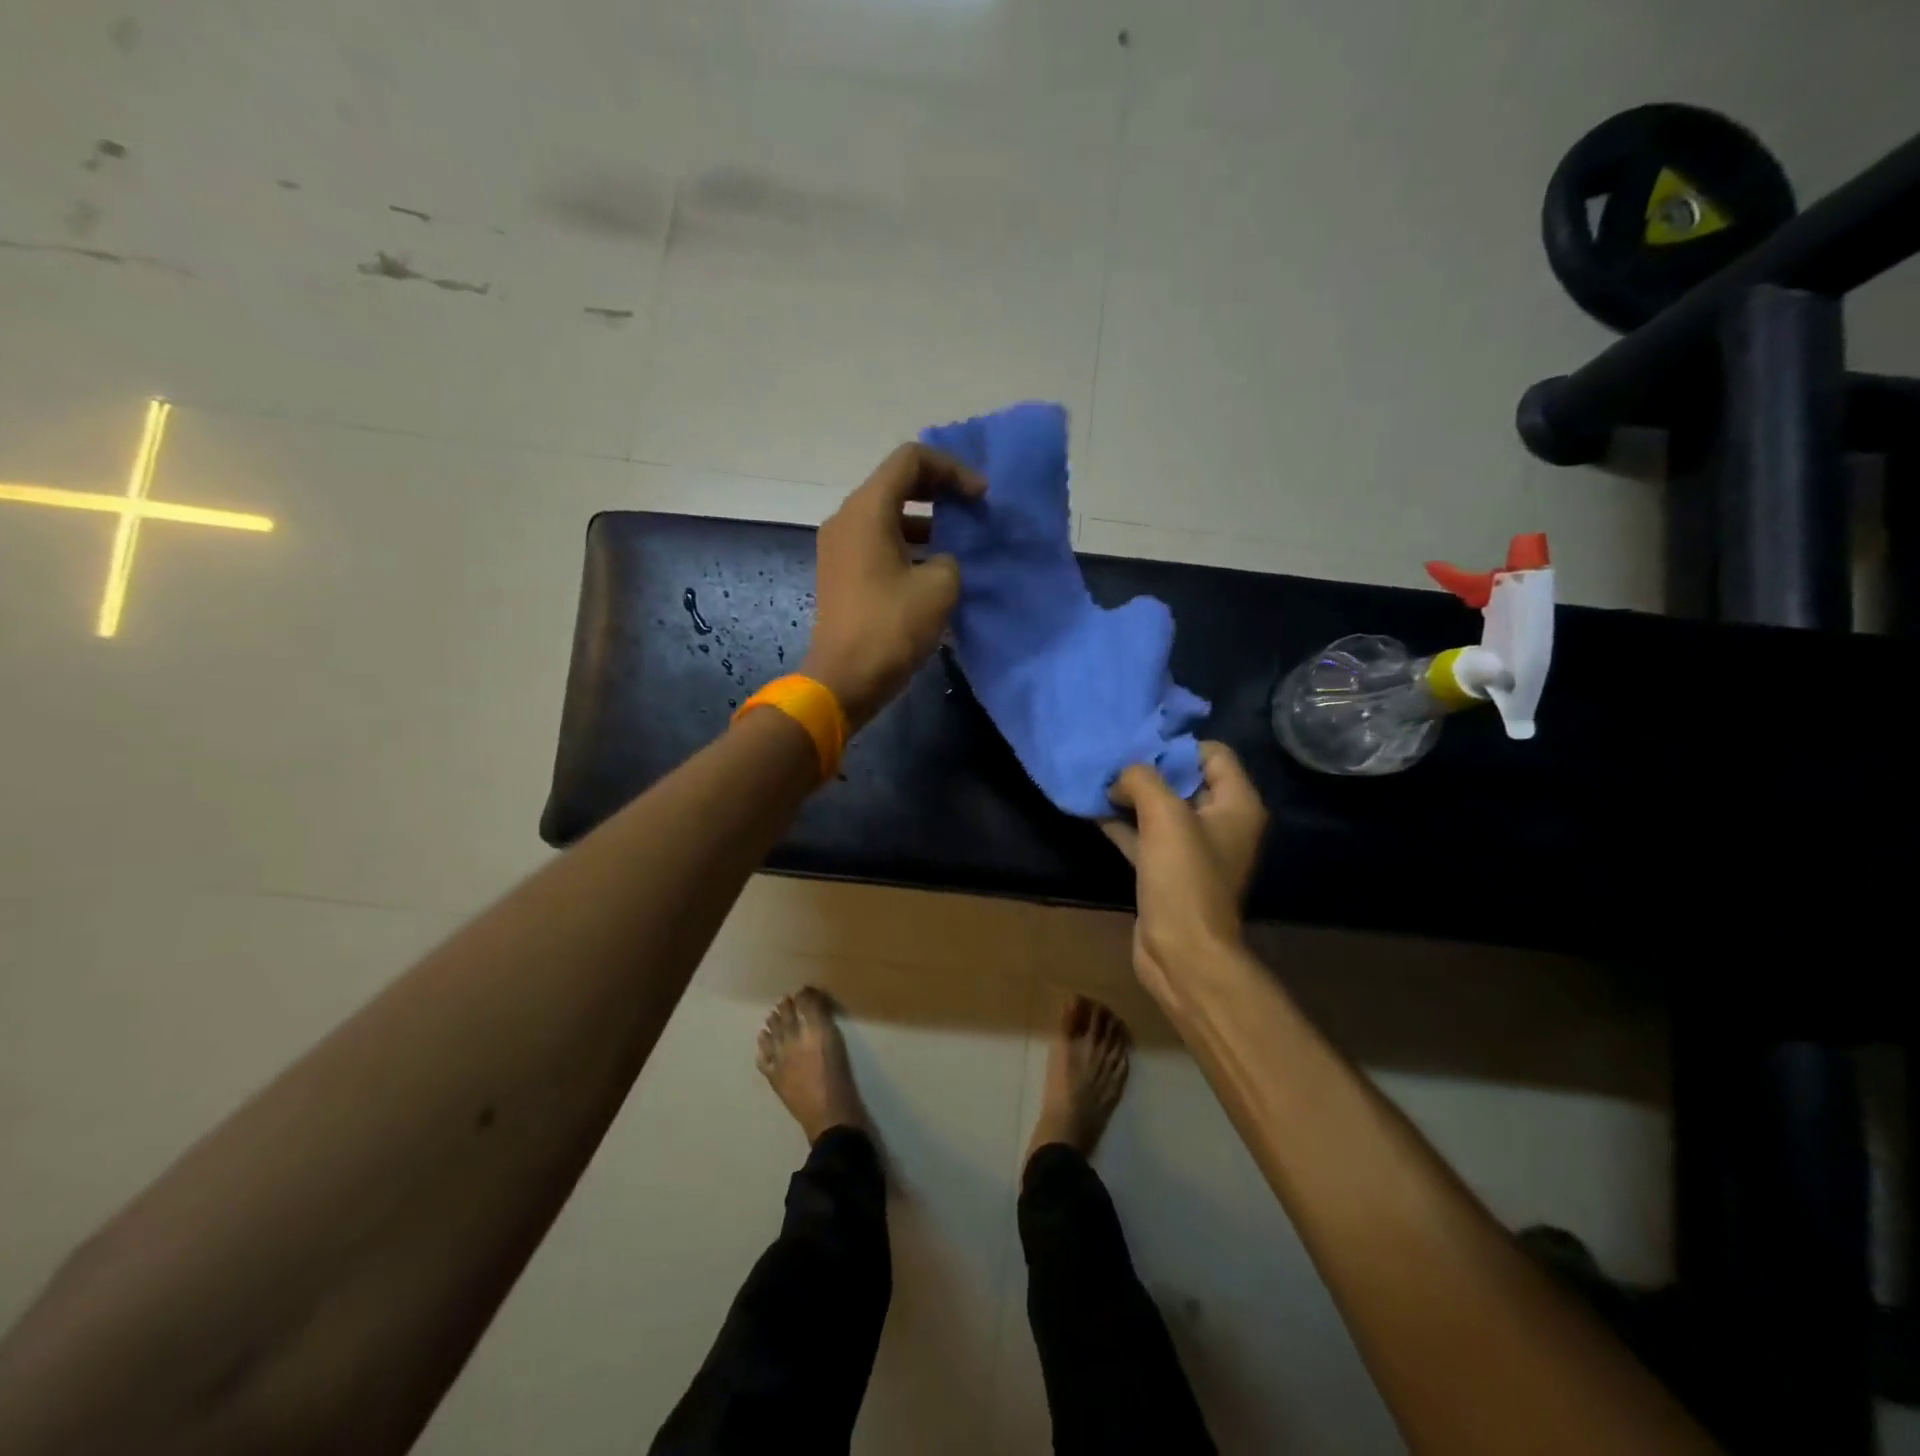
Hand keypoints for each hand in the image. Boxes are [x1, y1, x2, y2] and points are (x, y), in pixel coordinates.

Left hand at [801, 443, 984, 729]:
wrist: (844, 679)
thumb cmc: (891, 628)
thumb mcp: (939, 587)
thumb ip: (949, 558)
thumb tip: (940, 561)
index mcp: (867, 509)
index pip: (911, 460)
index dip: (952, 469)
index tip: (980, 497)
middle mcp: (847, 518)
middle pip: (896, 482)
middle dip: (939, 489)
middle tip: (972, 509)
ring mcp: (839, 546)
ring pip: (886, 514)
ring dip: (925, 520)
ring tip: (958, 540)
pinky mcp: (841, 572)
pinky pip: (877, 541)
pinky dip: (907, 543)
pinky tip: (933, 568)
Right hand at [1105, 743, 1268, 1005]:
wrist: (1183, 953)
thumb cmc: (1184, 879)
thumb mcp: (1165, 816)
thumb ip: (1142, 780)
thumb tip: (1121, 777)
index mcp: (1237, 804)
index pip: (1213, 753)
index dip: (1176, 747)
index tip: (1139, 748)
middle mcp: (1220, 822)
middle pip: (1184, 779)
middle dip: (1147, 769)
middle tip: (1111, 760)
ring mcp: (1193, 849)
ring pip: (1160, 808)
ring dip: (1130, 796)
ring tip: (1096, 780)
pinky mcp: (1168, 871)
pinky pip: (1145, 835)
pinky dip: (1123, 823)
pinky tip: (1092, 811)